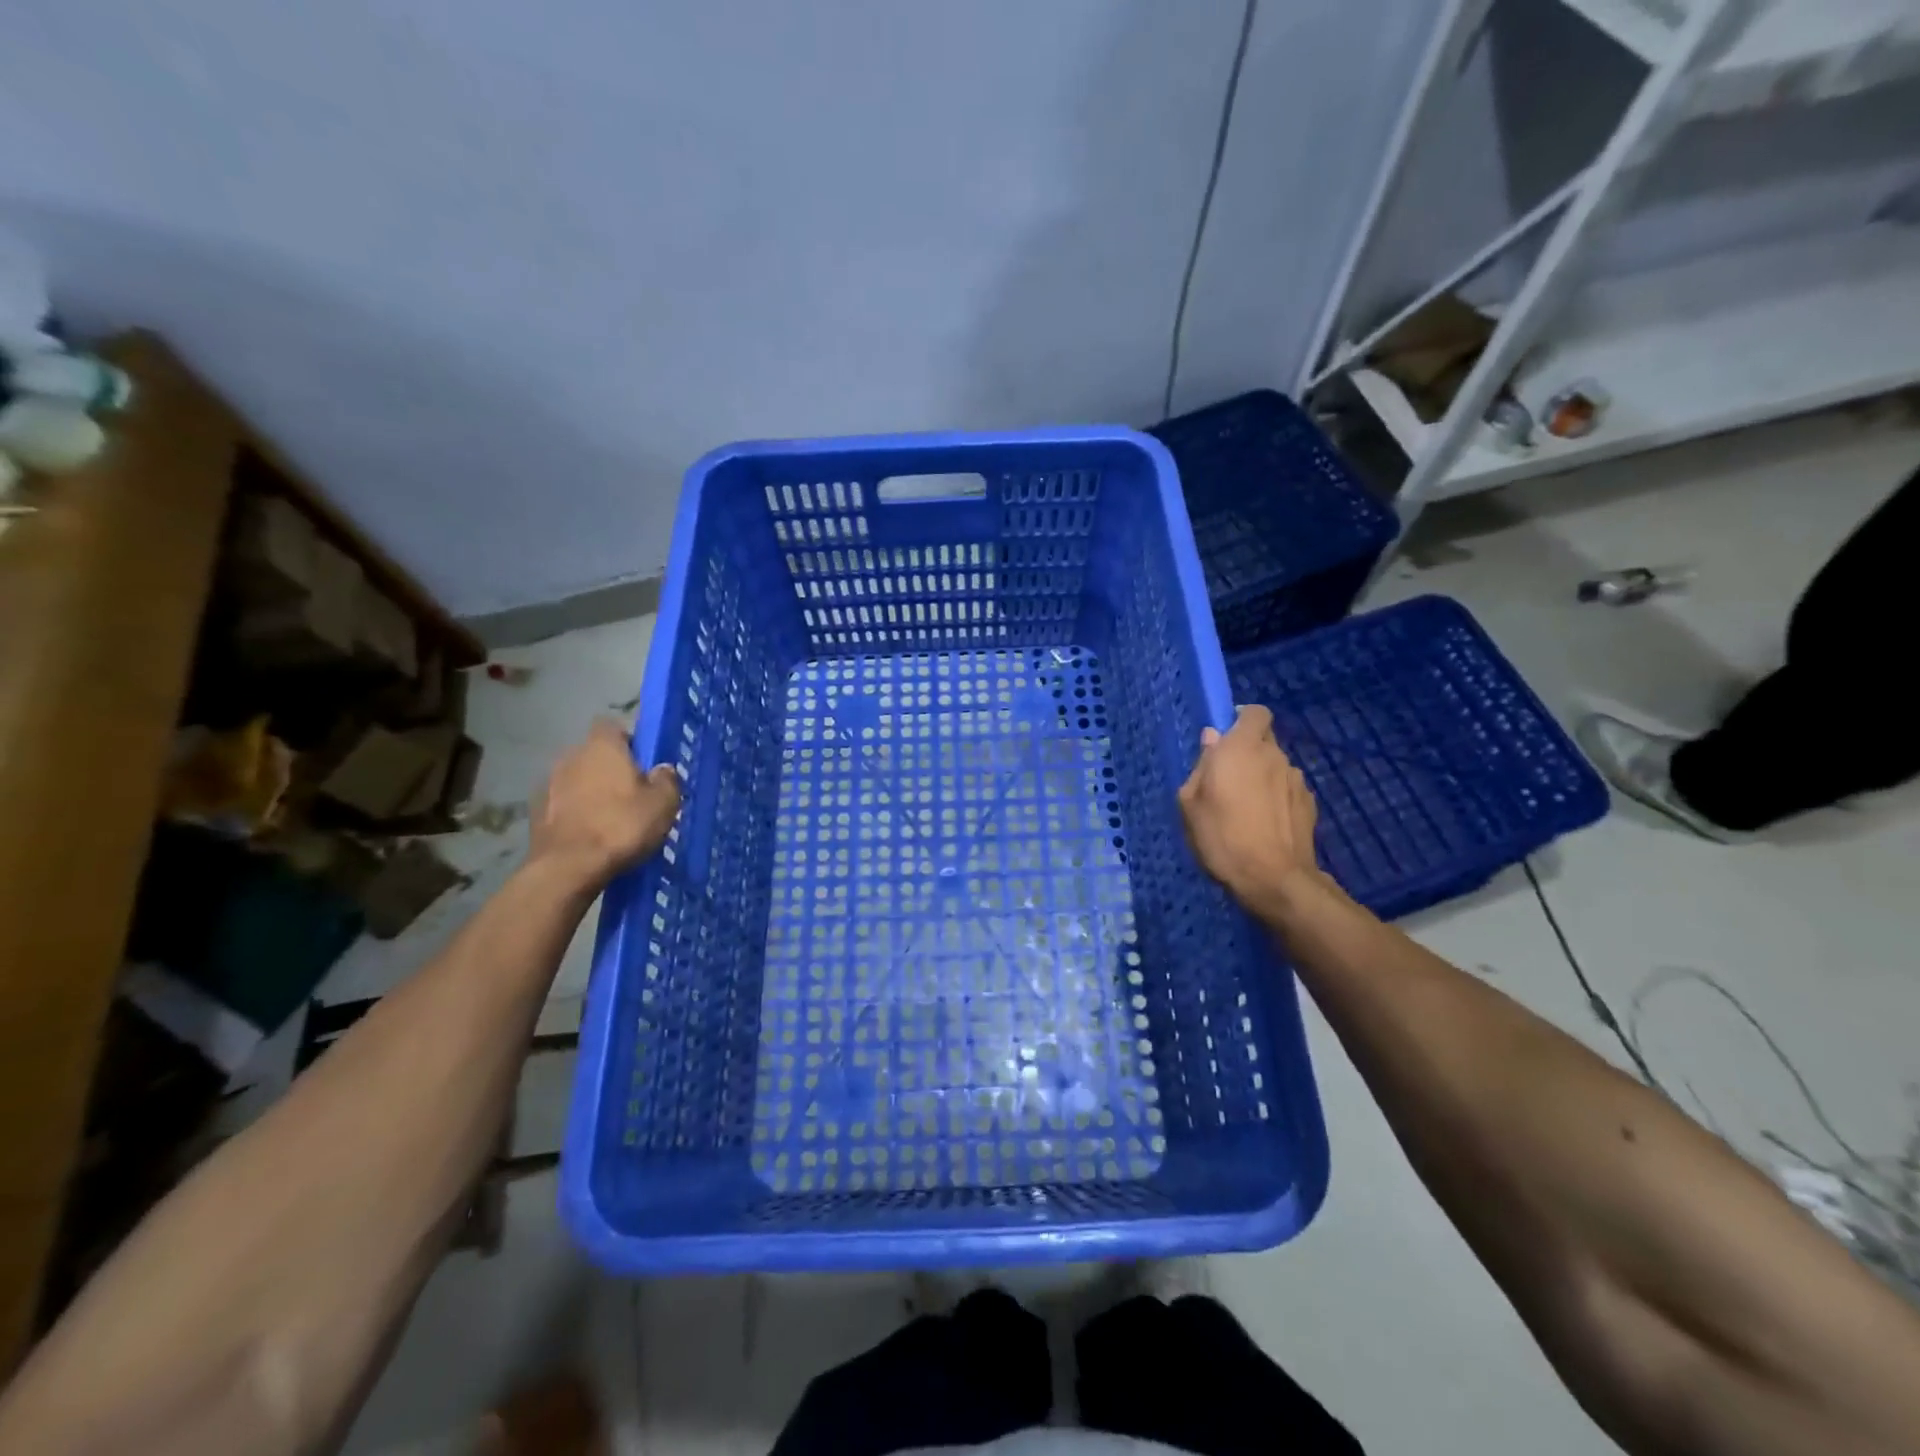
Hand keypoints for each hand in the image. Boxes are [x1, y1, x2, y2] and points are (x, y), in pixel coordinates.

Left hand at [529, 718, 680, 888]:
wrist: (568, 867)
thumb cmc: (622, 826)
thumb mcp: (663, 804)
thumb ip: (666, 780)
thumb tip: (662, 769)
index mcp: (602, 747)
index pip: (612, 726)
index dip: (628, 741)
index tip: (643, 762)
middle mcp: (571, 756)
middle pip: (594, 754)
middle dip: (610, 769)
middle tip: (632, 794)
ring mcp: (548, 783)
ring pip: (577, 779)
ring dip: (591, 791)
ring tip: (610, 818)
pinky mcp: (535, 812)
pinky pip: (563, 804)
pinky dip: (575, 813)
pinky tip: (590, 834)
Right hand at [1178, 705, 1325, 916]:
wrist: (1273, 878)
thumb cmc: (1222, 836)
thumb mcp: (1190, 803)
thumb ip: (1202, 766)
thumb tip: (1212, 739)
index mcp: (1241, 748)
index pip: (1254, 712)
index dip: (1241, 719)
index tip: (1225, 737)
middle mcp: (1274, 755)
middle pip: (1263, 740)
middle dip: (1247, 751)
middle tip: (1228, 778)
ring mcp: (1296, 779)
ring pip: (1275, 766)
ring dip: (1263, 776)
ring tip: (1247, 807)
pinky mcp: (1310, 803)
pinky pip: (1287, 789)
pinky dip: (1277, 798)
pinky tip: (1266, 823)